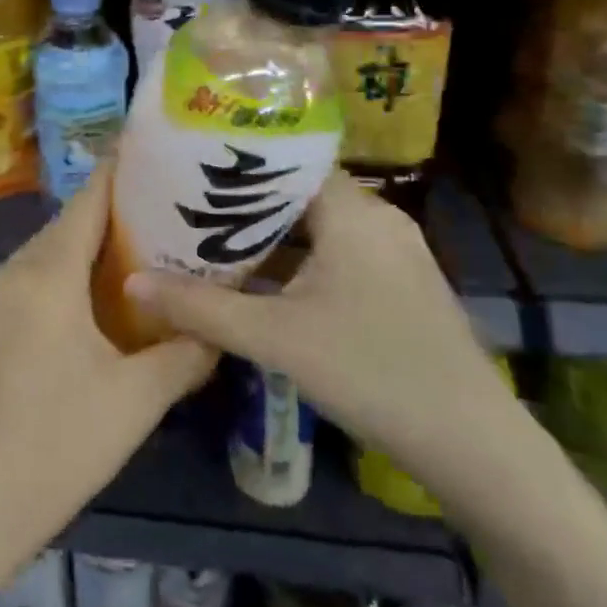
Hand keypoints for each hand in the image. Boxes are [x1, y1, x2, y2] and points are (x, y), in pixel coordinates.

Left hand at [0, 161, 214, 561]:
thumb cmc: (55, 448)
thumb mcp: (134, 403)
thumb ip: (183, 355)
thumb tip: (218, 330)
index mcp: (45, 277)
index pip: (87, 204)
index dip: (118, 175)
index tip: (151, 156)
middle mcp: (7, 273)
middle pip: (64, 230)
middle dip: (109, 222)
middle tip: (161, 223)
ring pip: (40, 259)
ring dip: (79, 257)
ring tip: (131, 266)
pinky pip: (21, 287)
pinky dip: (54, 284)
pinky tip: (82, 313)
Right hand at [125, 174, 513, 472]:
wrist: (474, 446)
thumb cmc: (372, 372)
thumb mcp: (274, 338)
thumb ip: (200, 308)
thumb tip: (132, 282)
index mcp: (353, 211)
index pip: (286, 160)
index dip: (236, 162)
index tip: (187, 168)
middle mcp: (377, 218)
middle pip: (297, 192)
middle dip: (242, 202)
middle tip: (187, 206)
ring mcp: (393, 251)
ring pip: (316, 226)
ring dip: (268, 234)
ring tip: (211, 239)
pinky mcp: (398, 283)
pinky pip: (335, 252)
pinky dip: (296, 259)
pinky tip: (259, 280)